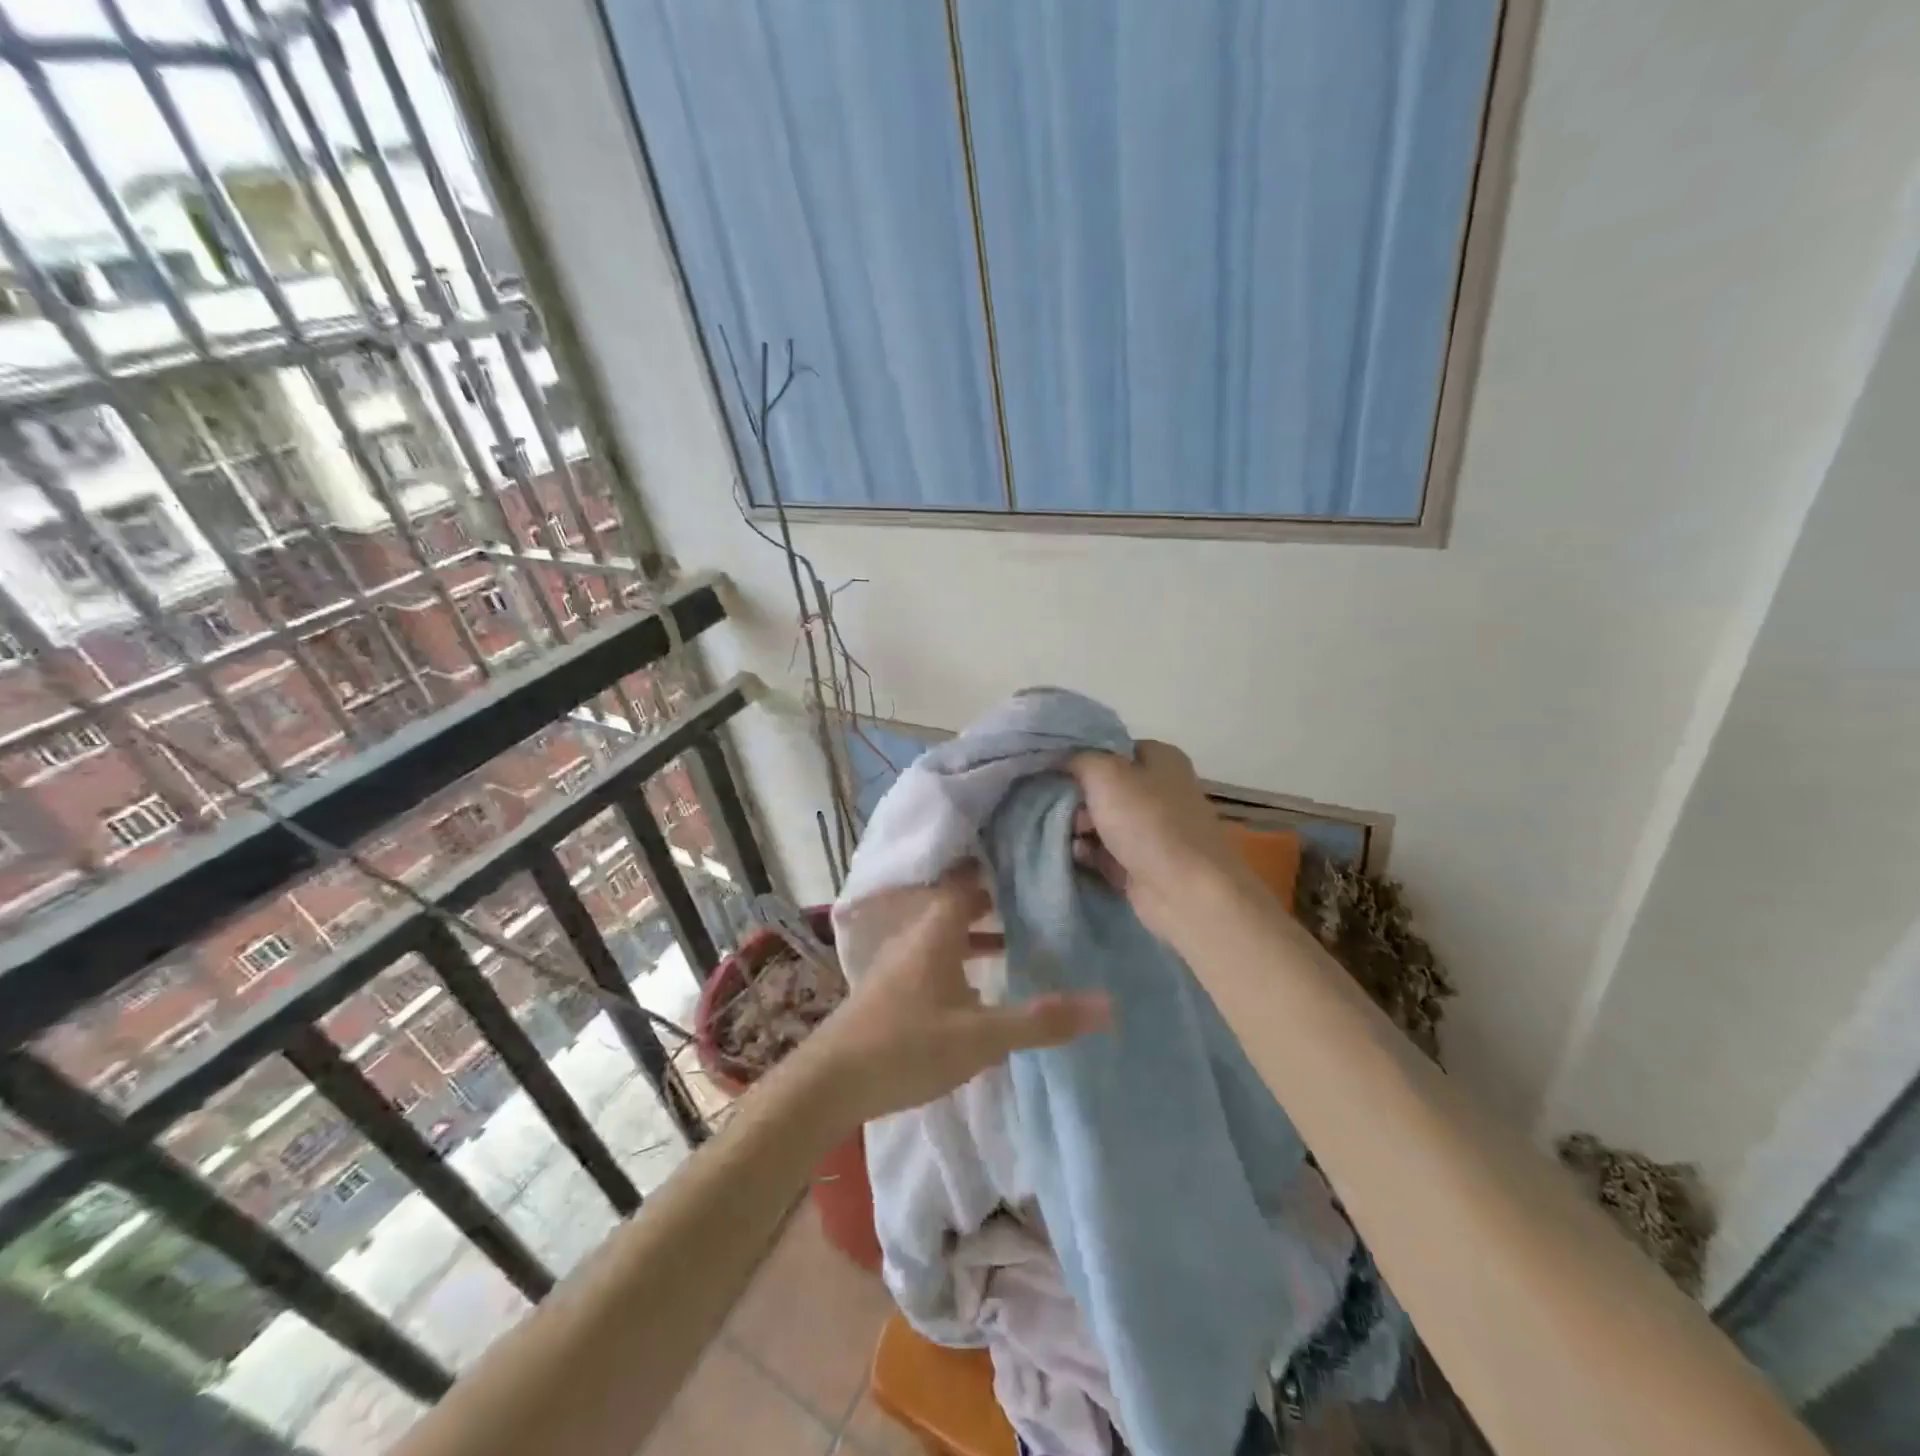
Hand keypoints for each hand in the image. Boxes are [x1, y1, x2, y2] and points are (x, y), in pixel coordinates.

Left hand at [805, 870, 1110, 1123]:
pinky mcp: (898, 984)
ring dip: (985, 927)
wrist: (831, 1082)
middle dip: (1000, 893)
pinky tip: (987, 981)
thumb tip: (1108, 1004)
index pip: (970, 874)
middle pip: (963, 899)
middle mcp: (919, 932)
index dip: (1001, 860)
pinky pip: (941, 953)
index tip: (1037, 851)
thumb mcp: (981, 1038)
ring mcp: (904, 958)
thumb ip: (1041, 1021)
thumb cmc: (906, 1047)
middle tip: (1044, 890)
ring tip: (1027, 931)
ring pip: (951, 928)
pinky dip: (967, 954)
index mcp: (937, 927)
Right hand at [1069, 739, 1246, 946]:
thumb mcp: (1105, 773)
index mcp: (1160, 758)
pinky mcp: (1143, 863)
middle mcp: (1159, 789)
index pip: (1111, 748)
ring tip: (1063, 835)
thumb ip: (1078, 759)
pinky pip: (1104, 851)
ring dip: (1078, 827)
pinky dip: (1088, 852)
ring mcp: (1152, 829)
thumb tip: (1060, 760)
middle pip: (1103, 786)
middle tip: (1059, 809)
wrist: (1185, 891)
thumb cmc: (1147, 822)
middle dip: (1076, 797)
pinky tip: (1074, 855)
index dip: (1080, 757)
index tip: (1051, 770)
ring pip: (1101, 820)